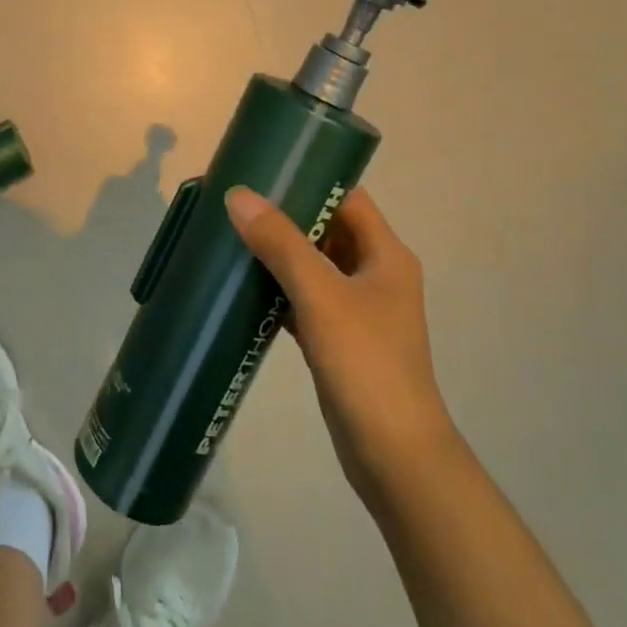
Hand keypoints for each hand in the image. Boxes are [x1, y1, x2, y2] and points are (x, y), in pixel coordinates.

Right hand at [225, 185, 452, 504]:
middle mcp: (375, 274)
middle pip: (327, 229)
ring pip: (313, 266)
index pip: (347, 198)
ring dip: (278, 254)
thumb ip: (280, 243)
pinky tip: (243, 288)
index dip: (310, 179)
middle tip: (236, 204)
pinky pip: (305, 300)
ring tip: (231, 237)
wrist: (394, 455)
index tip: (264, 170)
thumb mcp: (321, 295)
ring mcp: (358, 309)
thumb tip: (239, 195)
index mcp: (385, 254)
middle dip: (284, 216)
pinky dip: (278, 291)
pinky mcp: (340, 339)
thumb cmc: (366, 363)